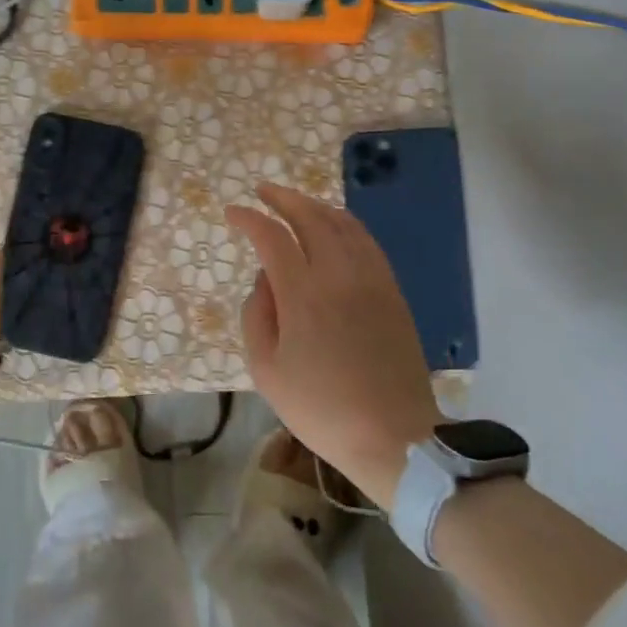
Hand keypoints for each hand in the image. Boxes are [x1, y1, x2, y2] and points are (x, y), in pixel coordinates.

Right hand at [226, 183, 441, 508]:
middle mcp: (338, 274)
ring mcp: (371, 279)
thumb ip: (256, 316)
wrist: (393, 435)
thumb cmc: (321, 408)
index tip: (233, 213)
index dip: (249, 219)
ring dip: (315, 206)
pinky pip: (367, 242)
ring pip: (343, 223)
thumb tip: (264, 280)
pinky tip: (336, 228)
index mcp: (303, 294)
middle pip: (310, 217)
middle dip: (283, 198)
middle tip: (263, 191)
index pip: (272, 237)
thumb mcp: (267, 371)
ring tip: (296, 203)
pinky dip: (345, 224)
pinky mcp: (392, 291)